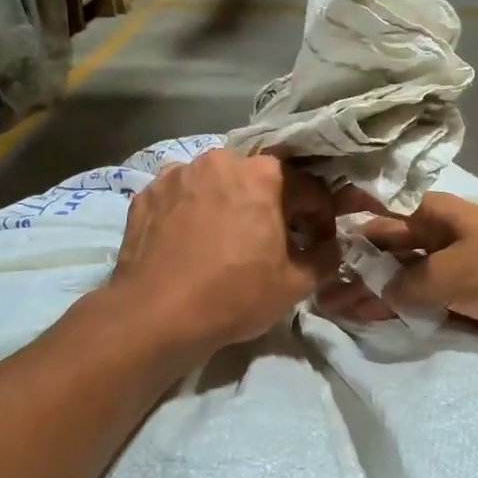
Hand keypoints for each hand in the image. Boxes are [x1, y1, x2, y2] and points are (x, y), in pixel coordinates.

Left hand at [110, 150, 340, 353]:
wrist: (155, 317)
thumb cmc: (234, 295)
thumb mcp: (295, 284)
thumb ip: (324, 258)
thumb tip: (331, 248)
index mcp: (262, 174)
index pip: (308, 188)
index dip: (320, 218)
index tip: (319, 243)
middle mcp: (219, 160)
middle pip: (258, 179)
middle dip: (272, 205)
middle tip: (273, 240)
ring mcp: (176, 174)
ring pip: (216, 183)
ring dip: (229, 204)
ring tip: (227, 239)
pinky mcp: (145, 194)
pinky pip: (181, 196)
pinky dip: (192, 212)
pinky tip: (191, 242)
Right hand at [317, 193, 477, 345]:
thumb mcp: (445, 273)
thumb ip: (404, 284)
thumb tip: (376, 292)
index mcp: (432, 214)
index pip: (379, 211)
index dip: (347, 220)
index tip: (314, 235)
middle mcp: (434, 236)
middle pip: (384, 248)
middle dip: (351, 265)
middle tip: (315, 287)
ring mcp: (446, 267)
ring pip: (397, 276)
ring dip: (368, 291)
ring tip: (331, 308)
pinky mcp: (458, 295)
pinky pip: (417, 299)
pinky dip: (393, 307)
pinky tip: (367, 318)